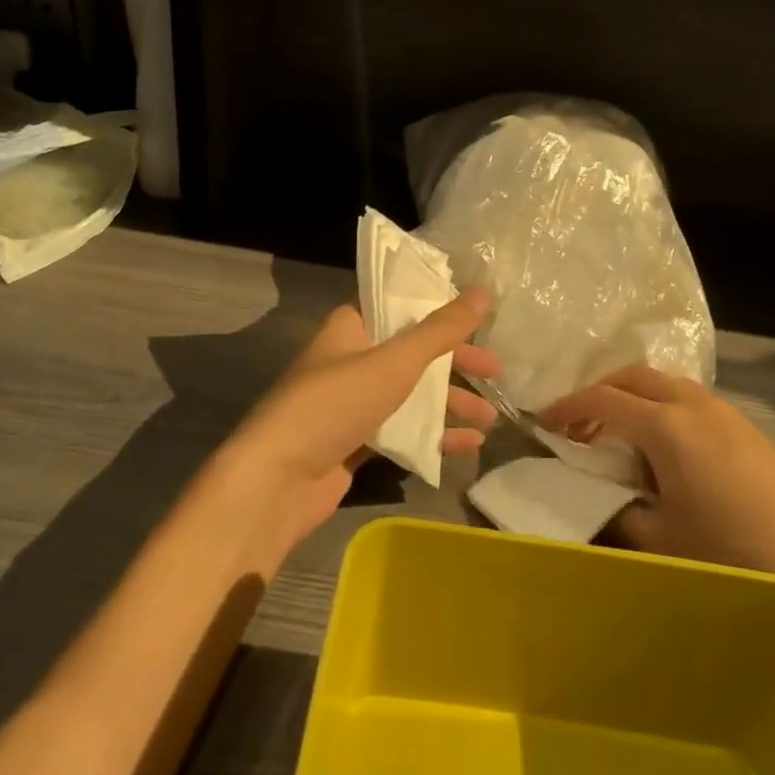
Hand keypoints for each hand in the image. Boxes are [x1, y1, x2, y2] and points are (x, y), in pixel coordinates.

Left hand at [215, 289, 501, 562]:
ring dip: (450, 404)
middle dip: (456, 363)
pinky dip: (432, 436)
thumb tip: (483, 292)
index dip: (439, 310)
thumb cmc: (334, 404)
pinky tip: (467, 447)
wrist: (277, 481)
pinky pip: (402, 431)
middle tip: (497, 371)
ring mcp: (352, 404)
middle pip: (413, 353)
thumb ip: (441, 330)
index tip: (479, 319)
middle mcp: (351, 360)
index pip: (400, 306)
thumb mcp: (394, 362)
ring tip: (491, 419)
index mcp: (351, 328)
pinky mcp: (355, 442)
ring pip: (411, 395)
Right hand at [539, 365, 774, 599]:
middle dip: (599, 393)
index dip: (566, 408)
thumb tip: (597, 493)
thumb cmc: (732, 555)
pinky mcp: (747, 429)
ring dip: (633, 399)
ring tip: (618, 437)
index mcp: (666, 425)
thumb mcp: (659, 539)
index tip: (541, 424)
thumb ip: (617, 509)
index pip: (601, 399)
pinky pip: (689, 401)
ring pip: (664, 384)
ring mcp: (725, 412)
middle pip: (633, 377)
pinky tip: (663, 450)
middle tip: (578, 426)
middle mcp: (694, 404)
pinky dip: (662, 409)